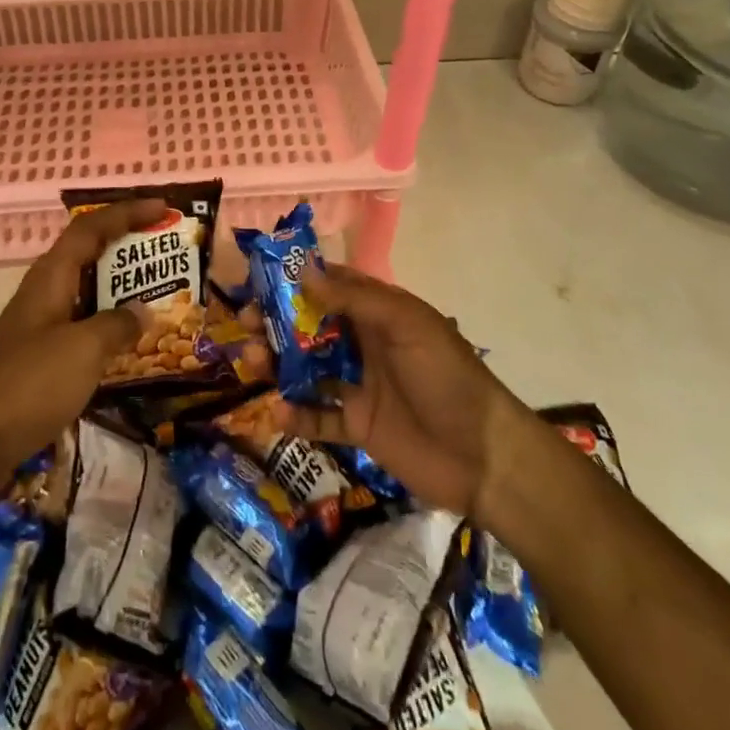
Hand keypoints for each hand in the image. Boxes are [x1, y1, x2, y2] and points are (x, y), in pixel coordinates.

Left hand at [0, 198, 163, 498]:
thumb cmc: (31, 385)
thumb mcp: (84, 350)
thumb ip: (118, 324)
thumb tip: (142, 312)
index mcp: (50, 277)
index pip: (91, 227)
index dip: (126, 212)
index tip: (162, 208)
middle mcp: (43, 292)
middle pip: (86, 252)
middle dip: (125, 244)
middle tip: (163, 249)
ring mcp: (37, 325)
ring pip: (84, 290)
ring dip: (118, 286)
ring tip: (156, 291)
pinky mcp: (37, 356)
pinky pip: (80, 324)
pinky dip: (106, 322)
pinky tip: (127, 342)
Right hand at [263, 263, 536, 522]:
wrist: (484, 457)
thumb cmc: (445, 377)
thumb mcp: (406, 325)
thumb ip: (355, 299)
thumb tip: (304, 271)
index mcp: (379, 314)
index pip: (331, 287)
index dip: (295, 281)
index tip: (258, 278)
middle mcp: (365, 344)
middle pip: (311, 327)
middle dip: (277, 322)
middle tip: (245, 323)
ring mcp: (360, 387)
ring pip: (308, 369)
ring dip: (278, 364)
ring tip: (253, 362)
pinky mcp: (358, 427)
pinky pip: (319, 417)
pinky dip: (297, 415)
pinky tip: (277, 413)